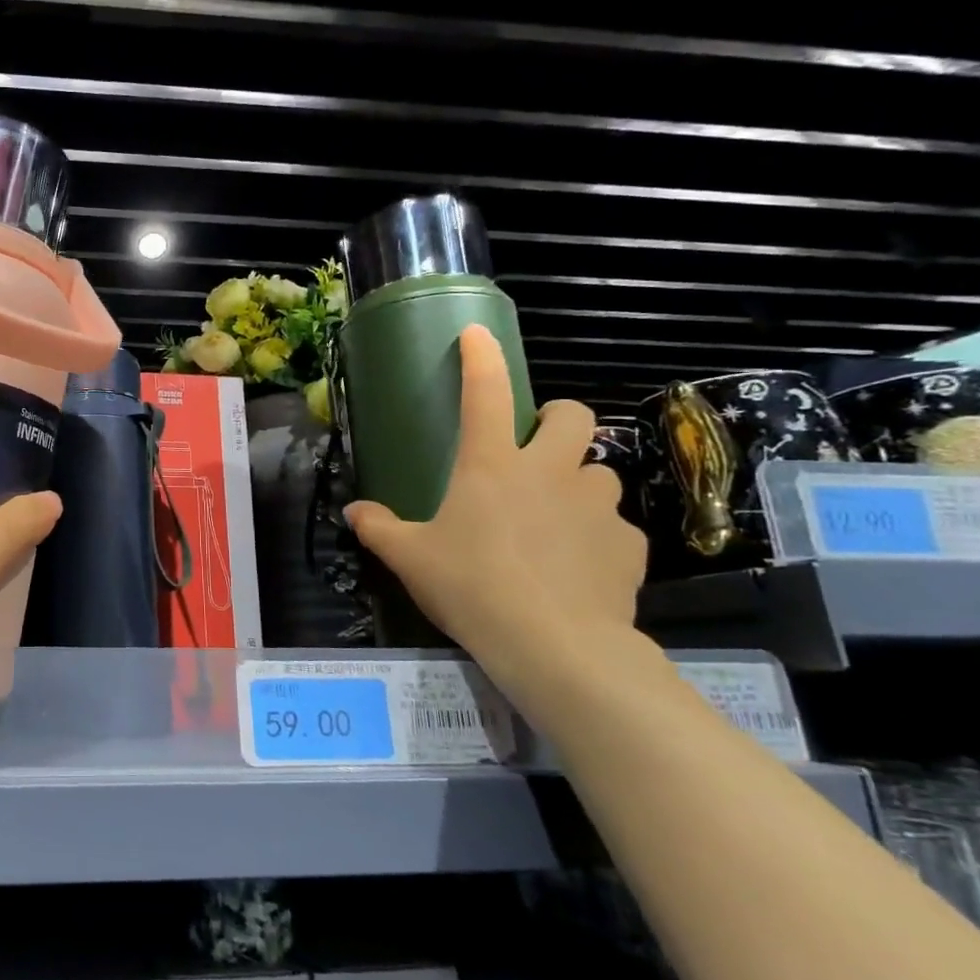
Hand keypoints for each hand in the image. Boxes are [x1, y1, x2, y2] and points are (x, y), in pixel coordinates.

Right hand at [343, 325, 645, 675]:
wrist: (554, 646)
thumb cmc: (471, 587)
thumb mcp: (410, 558)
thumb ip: (378, 528)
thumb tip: (353, 512)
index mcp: (492, 465)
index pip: (485, 394)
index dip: (481, 358)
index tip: (477, 334)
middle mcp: (550, 472)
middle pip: (572, 416)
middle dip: (557, 420)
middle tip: (535, 449)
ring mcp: (596, 506)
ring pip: (598, 471)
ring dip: (576, 483)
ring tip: (553, 518)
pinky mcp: (627, 544)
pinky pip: (613, 526)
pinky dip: (594, 535)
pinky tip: (575, 567)